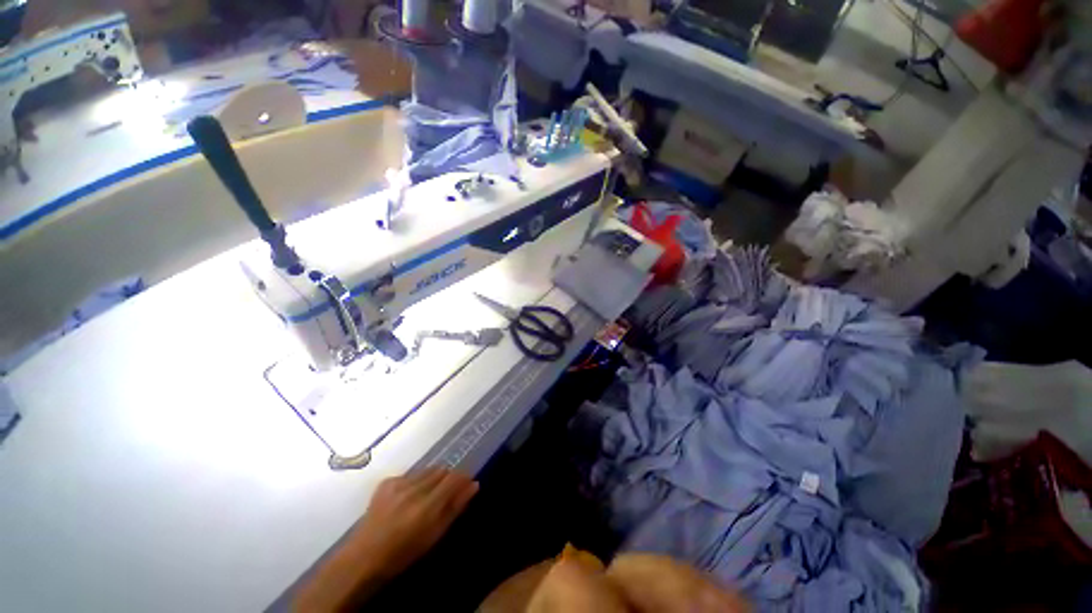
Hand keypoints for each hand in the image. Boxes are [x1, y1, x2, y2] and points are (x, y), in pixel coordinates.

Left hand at [349, 467, 479, 579]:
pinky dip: (415, 481)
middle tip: (446, 493)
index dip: (463, 478)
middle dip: (448, 479)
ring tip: (427, 495)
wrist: (364, 557)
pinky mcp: (386, 482)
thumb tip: (474, 485)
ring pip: (427, 470)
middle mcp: (414, 489)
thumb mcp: (435, 535)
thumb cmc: (404, 553)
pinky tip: (408, 496)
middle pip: (441, 471)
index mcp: (427, 506)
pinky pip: (410, 474)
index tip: (467, 483)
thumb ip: (455, 507)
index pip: (454, 478)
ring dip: (432, 478)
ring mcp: (398, 484)